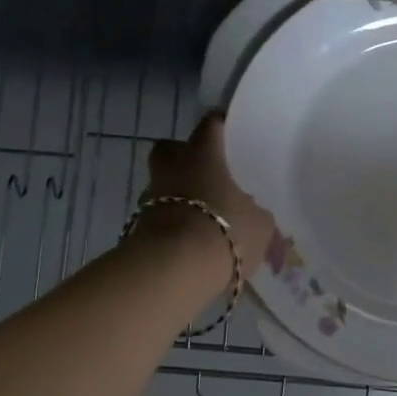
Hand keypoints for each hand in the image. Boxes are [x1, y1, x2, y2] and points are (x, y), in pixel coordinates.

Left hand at [138, 114, 277, 282]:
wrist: (176, 269)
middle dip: (181, 157)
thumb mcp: (259, 225)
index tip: (227, 130)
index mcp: (202, 155)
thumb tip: (253, 215)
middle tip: (203, 174)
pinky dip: (170, 227)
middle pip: (169, 150)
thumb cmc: (224, 230)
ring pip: (161, 186)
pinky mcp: (137, 228)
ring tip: (200, 217)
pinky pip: (157, 219)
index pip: (210, 125)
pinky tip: (188, 243)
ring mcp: (149, 198)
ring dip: (176, 197)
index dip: (218, 125)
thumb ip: (256, 214)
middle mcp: (171, 168)